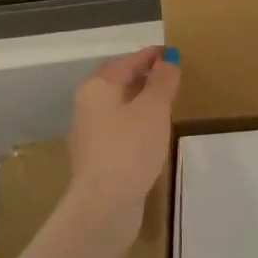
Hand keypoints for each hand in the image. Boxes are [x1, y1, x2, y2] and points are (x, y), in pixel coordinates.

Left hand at [63, 48, 179, 244]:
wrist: (105, 204)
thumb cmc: (130, 148)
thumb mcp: (154, 108)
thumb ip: (162, 81)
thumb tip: (168, 60)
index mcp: (97, 88)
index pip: (125, 62)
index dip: (149, 56)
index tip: (170, 53)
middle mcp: (87, 107)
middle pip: (117, 83)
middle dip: (142, 77)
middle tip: (170, 76)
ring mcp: (90, 135)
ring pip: (118, 108)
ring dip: (140, 102)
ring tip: (166, 103)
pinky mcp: (98, 159)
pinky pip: (120, 131)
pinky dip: (136, 124)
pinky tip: (153, 134)